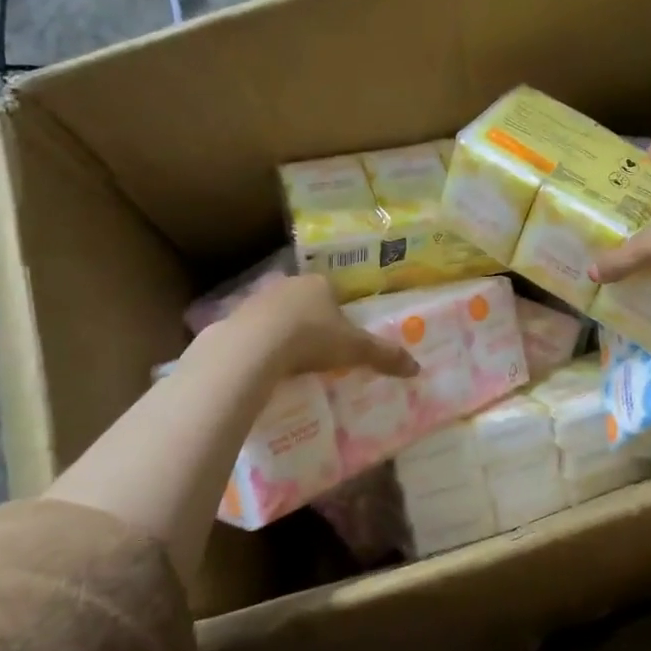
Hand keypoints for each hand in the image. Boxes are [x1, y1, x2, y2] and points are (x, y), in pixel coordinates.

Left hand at [231, 275, 419, 379]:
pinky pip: (254, 332)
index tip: (342, 335)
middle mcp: (287, 284)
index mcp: (319, 283)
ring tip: (293, 361)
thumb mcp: (354, 349)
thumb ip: (383, 355)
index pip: (333, 291)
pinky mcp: (233, 320)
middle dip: (311, 321)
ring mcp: (257, 300)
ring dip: (284, 332)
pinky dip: (261, 345)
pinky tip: (266, 365)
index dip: (339, 312)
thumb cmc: (311, 339)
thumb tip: (417, 368)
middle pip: (304, 301)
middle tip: (320, 350)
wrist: (252, 349)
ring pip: (277, 314)